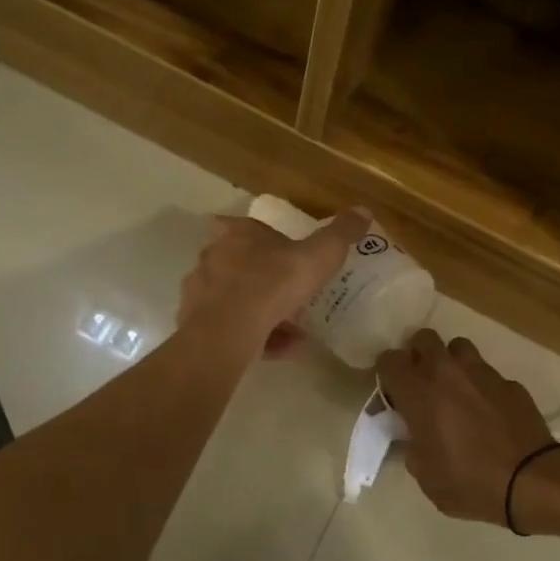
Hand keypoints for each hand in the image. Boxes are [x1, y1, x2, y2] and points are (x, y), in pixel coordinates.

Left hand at [180, 208, 369, 355]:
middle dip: (266, 281)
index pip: (249, 227)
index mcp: (239, 234)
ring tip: (294, 332)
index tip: (287, 256)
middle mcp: (213, 257)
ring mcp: (200, 292)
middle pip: (240, 265)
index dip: (268, 240)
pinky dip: (255, 338)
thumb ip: (340, 234)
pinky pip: (230, 329)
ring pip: (235, 300)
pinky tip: (280, 350)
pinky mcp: (196, 324)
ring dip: (262, 313)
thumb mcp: (319, 255)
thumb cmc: (273, 282)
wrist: (229, 329)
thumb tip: (363, 210)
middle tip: (294, 298)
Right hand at [375, 331, 554, 523]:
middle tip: (422, 384)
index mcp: (419, 392)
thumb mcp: (425, 475)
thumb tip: (414, 434)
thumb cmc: (468, 481)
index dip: (387, 373)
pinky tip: (488, 412)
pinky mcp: (510, 383)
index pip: (389, 360)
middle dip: (419, 356)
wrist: (530, 480)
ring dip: (452, 363)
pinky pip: (488, 374)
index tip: (393, 393)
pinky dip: (482, 387)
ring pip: (459, 348)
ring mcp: (482, 373)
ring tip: (456, 391)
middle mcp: (447, 372)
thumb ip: (412, 445)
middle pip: (424, 338)